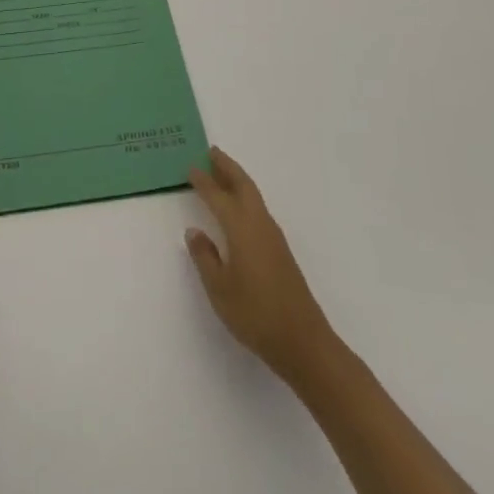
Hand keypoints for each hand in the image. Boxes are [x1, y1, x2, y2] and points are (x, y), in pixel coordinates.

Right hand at [185, 147, 336, 384]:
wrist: (303, 341)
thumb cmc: (255, 314)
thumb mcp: (219, 289)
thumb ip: (204, 257)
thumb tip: (194, 231)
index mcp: (241, 229)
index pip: (218, 197)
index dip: (203, 182)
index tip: (189, 167)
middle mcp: (259, 225)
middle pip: (243, 185)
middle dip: (226, 167)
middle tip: (210, 152)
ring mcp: (273, 237)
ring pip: (253, 196)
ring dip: (237, 180)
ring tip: (221, 173)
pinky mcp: (280, 251)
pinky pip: (258, 210)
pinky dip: (245, 198)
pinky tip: (238, 209)